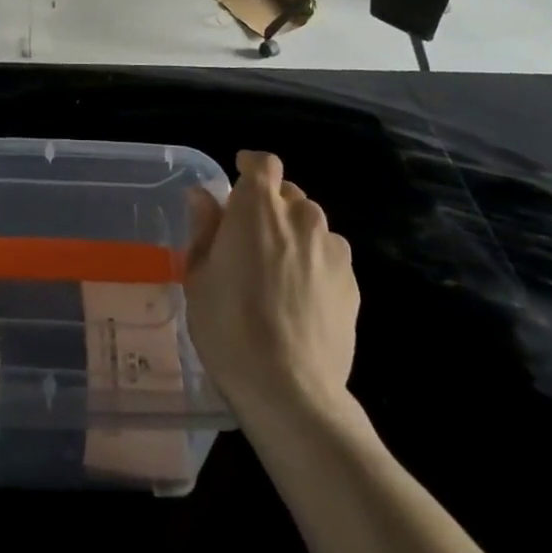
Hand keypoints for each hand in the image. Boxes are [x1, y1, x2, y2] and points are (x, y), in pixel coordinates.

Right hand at [184, 150, 359, 423]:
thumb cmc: (229, 325)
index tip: (239, 177)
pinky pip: (330, 258)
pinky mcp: (353, 284)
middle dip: (271, 206)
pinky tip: (302, 298)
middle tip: (251, 238)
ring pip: (312, 226)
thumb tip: (204, 196)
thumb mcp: (198, 275)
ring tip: (279, 271)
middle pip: (289, 195)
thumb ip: (204, 228)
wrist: (290, 389)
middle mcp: (301, 217)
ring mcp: (333, 250)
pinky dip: (316, 263)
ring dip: (295, 235)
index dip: (252, 166)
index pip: (264, 164)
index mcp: (258, 207)